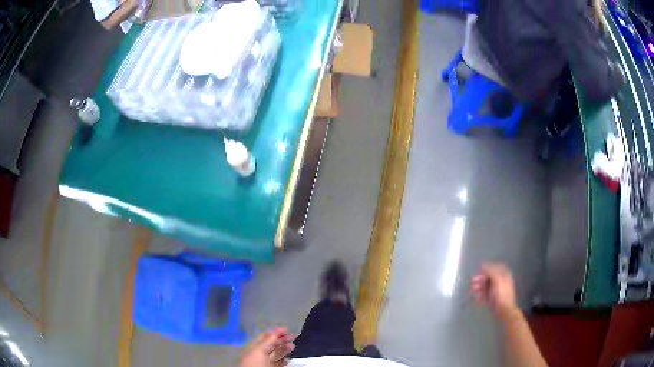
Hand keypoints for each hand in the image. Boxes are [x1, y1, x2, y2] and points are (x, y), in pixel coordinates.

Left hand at [239, 328, 294, 366]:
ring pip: (276, 353)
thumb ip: (268, 341)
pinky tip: (288, 359)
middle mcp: (259, 353)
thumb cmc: (254, 362)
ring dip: (284, 349)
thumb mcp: (260, 350)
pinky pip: (278, 363)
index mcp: (253, 346)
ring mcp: (265, 361)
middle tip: (292, 337)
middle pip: (271, 344)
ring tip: (293, 346)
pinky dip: (284, 360)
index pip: (264, 336)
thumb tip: (276, 332)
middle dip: (282, 340)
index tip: (286, 329)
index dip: (275, 332)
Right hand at [471, 263, 518, 319]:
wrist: (504, 310)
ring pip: (487, 286)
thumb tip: (484, 265)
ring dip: (479, 286)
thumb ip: (491, 271)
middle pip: (490, 277)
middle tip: (473, 281)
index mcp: (504, 275)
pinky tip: (476, 297)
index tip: (480, 270)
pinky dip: (481, 294)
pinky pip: (486, 294)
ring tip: (472, 289)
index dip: (488, 267)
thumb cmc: (502, 294)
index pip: (496, 267)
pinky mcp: (494, 298)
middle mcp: (502, 281)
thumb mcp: (497, 280)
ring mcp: (498, 290)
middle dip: (481, 278)